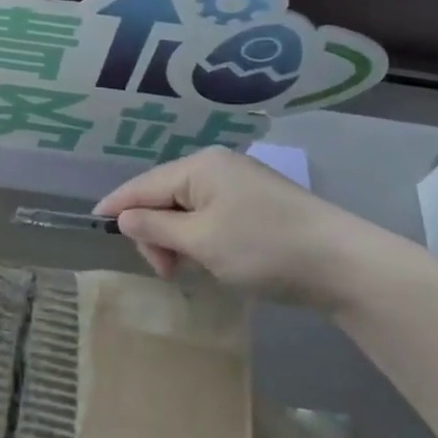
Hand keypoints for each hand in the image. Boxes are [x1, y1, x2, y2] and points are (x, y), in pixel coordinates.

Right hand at [93, 149, 364, 307]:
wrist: (345, 264)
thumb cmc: (263, 248)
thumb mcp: (200, 242)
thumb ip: (155, 229)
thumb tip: (124, 218)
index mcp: (200, 167)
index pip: (143, 185)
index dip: (117, 205)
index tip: (93, 222)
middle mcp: (217, 167)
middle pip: (164, 197)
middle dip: (155, 232)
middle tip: (164, 271)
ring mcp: (241, 184)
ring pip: (188, 209)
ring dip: (178, 239)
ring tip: (188, 270)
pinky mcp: (259, 205)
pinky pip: (211, 216)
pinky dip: (200, 238)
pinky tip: (210, 260)